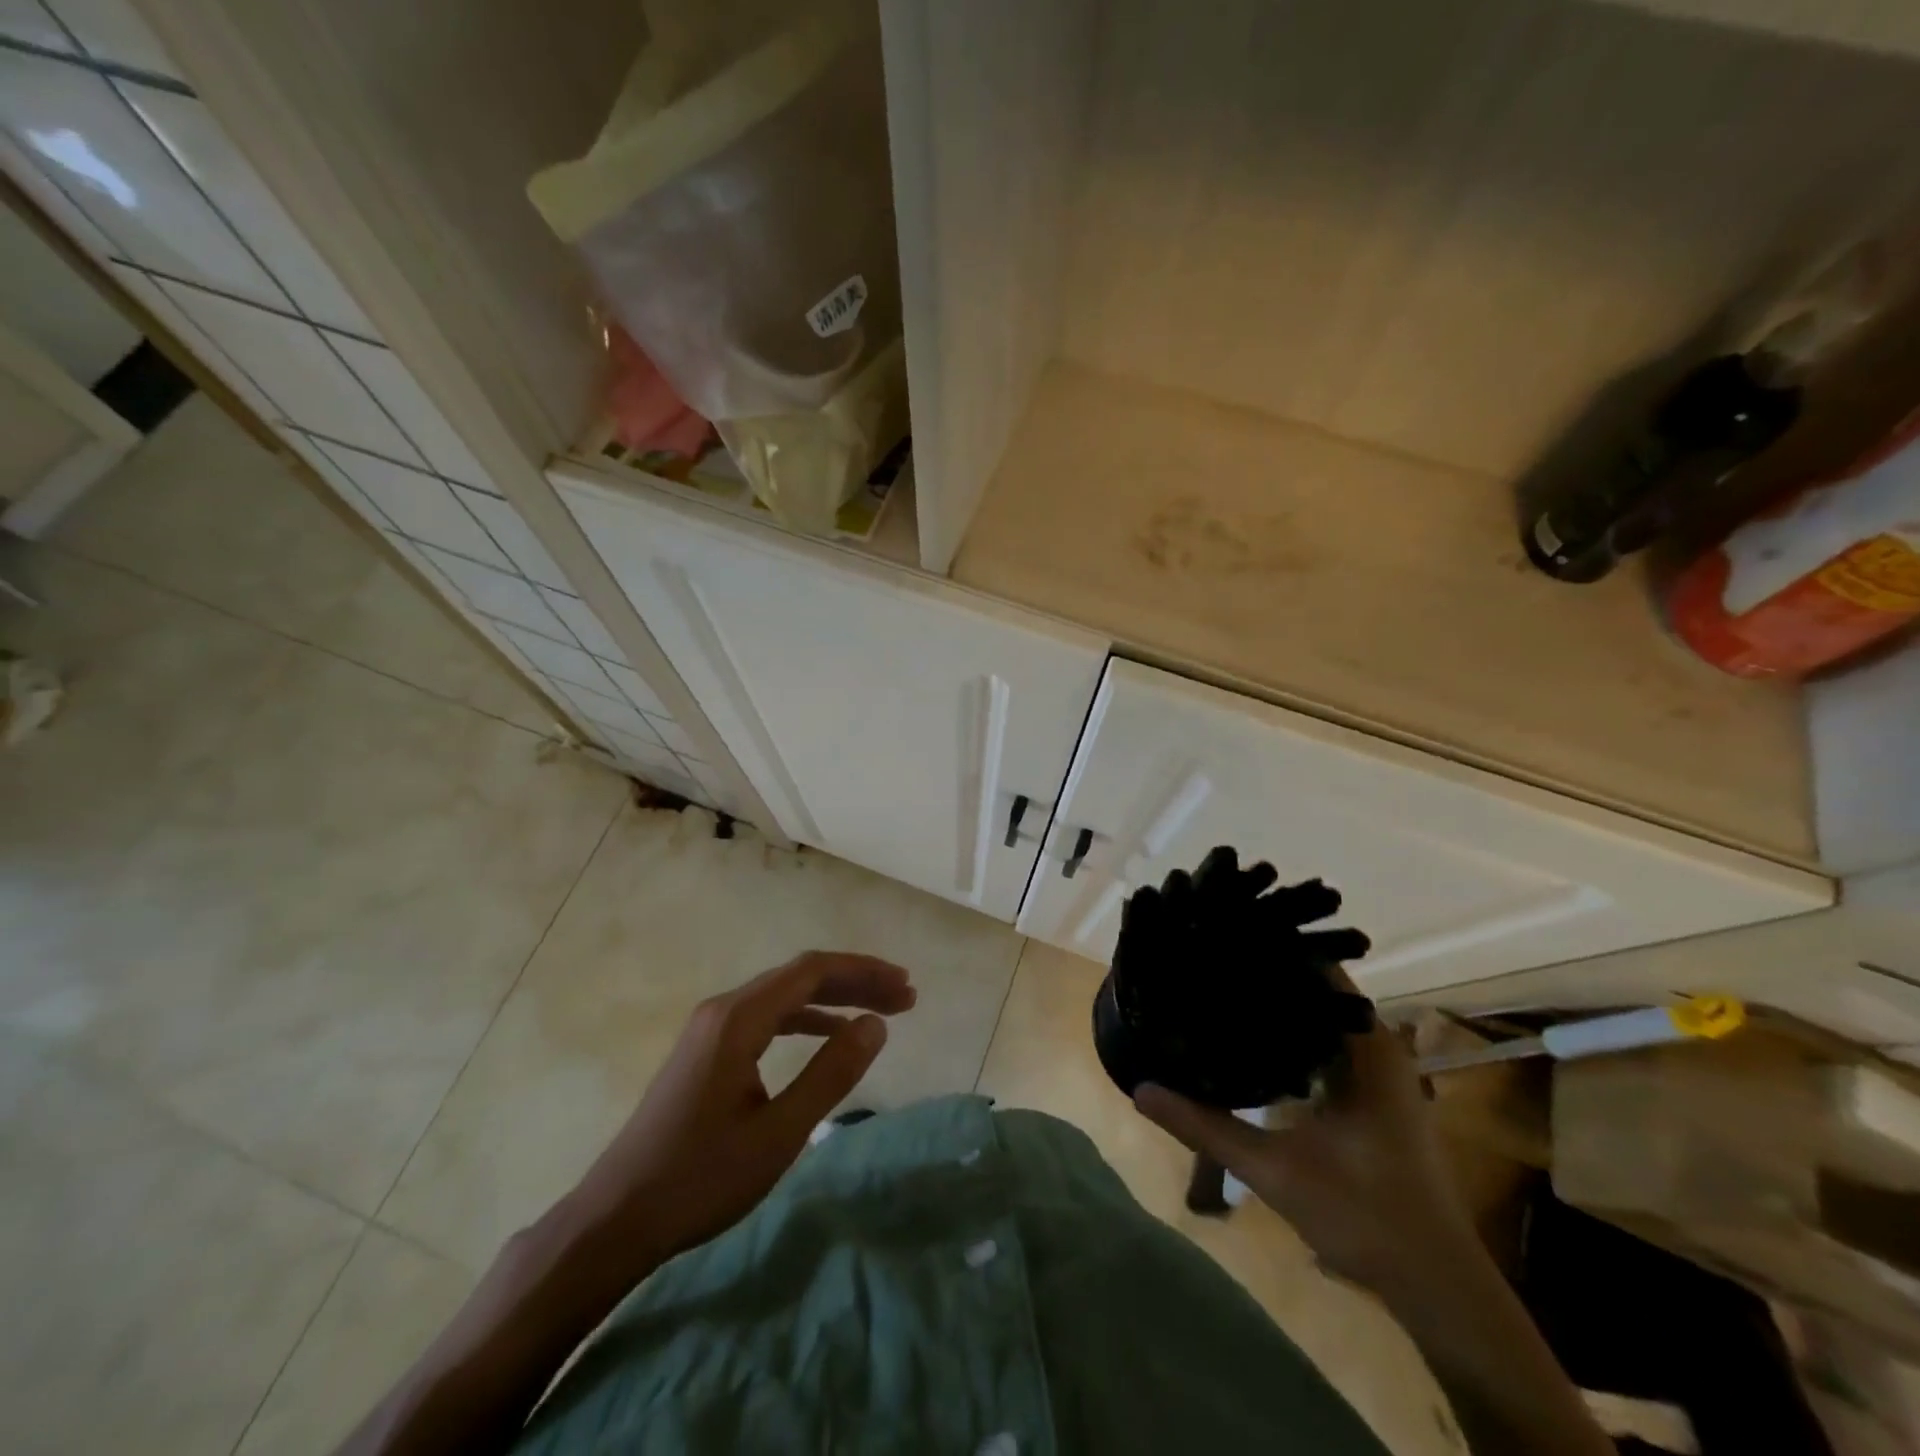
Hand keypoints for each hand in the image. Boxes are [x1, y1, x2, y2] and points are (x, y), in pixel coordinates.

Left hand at [559, 951, 915, 1268]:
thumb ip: (831, 1074)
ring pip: (785, 996)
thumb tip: (876, 1025)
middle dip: (855, 982)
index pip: (812, 971)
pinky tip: (829, 1036)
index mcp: (739, 1019)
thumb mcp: (778, 1134)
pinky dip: (806, 1019)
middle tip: (905, 997)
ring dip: (834, 999)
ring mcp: (711, 1028)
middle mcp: (724, 1009)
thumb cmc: (700, 1179)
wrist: (616, 1219)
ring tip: (879, 1014)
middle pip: (800, 977)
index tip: (905, 988)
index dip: (864, 973)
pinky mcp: (707, 1051)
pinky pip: (767, 1017)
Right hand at [1134, 983, 1475, 1290]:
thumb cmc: (1366, 1215)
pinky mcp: (1370, 1097)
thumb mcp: (1275, 1169)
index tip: (1219, 938)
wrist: (1436, 1287)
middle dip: (1263, 976)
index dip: (1269, 949)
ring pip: (1318, 1019)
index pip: (1316, 968)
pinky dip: (1289, 1038)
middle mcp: (1376, 1048)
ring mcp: (1377, 1073)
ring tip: (1216, 991)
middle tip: (1205, 962)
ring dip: (1276, 1008)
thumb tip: (1140, 1089)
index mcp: (1367, 1047)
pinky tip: (1248, 1042)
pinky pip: (1323, 1045)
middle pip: (1314, 989)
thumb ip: (1205, 1126)